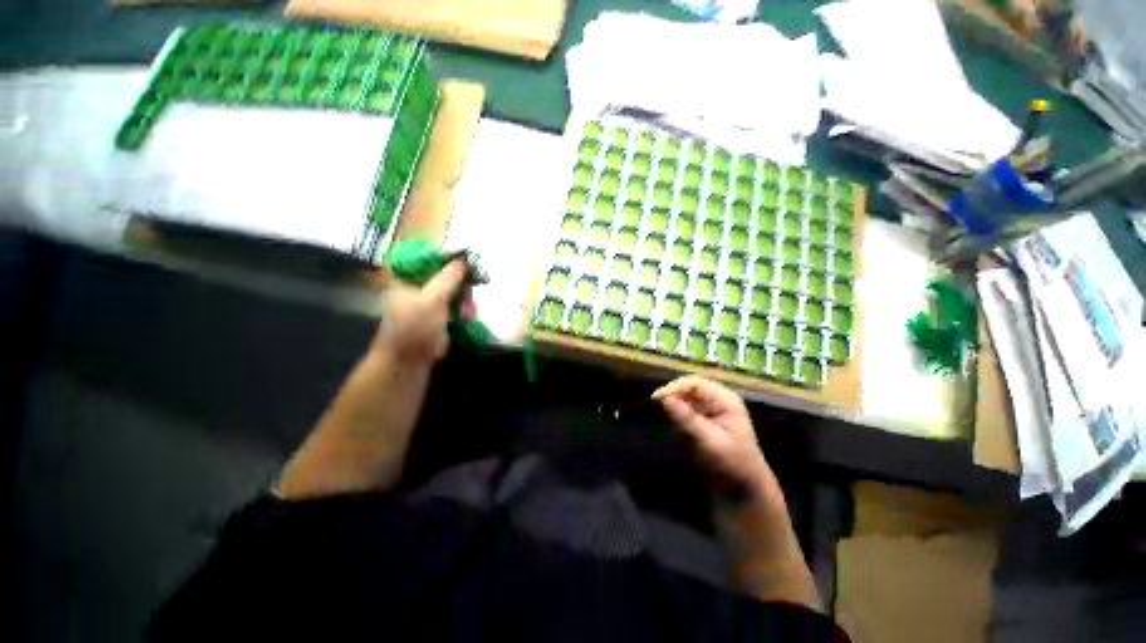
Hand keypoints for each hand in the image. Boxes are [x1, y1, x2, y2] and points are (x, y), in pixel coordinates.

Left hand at [374, 261, 465, 362]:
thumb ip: (447, 279)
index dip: (448, 262)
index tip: (466, 267)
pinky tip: (468, 318)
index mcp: (408, 280)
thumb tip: (461, 261)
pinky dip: (463, 312)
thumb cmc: (415, 327)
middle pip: (445, 278)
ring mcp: (428, 305)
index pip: (429, 261)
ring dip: (463, 301)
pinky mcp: (438, 319)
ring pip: (453, 294)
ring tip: (468, 312)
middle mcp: (418, 290)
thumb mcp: (432, 299)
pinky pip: (455, 308)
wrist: (408, 362)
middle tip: (468, 296)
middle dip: (460, 287)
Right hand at [653, 376, 777, 498]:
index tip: (657, 399)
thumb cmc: (731, 465)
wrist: (744, 492)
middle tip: (655, 405)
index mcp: (725, 400)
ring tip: (660, 414)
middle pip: (688, 388)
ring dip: (672, 404)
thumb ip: (686, 419)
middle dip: (672, 394)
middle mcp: (717, 400)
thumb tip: (664, 398)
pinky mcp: (702, 420)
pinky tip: (670, 422)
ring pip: (684, 397)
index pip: (694, 383)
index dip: (674, 387)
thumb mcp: (708, 442)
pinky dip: (675, 413)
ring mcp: (709, 410)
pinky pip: (684, 409)